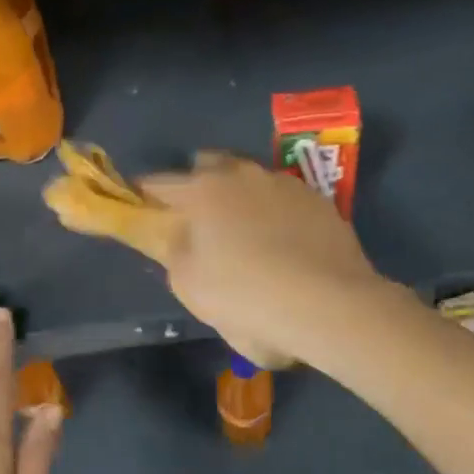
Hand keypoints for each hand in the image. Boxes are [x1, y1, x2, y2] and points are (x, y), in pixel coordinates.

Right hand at [140, 153, 388, 368]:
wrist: (331, 306)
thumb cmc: (248, 299)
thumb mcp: (191, 288)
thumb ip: (174, 253)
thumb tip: (177, 237)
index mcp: (202, 191)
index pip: (158, 183)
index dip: (145, 195)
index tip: (143, 208)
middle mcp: (241, 174)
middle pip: (208, 166)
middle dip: (197, 184)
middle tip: (198, 219)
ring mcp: (283, 182)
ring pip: (249, 179)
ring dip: (240, 196)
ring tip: (246, 232)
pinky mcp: (318, 198)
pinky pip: (283, 197)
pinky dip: (275, 211)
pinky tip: (284, 242)